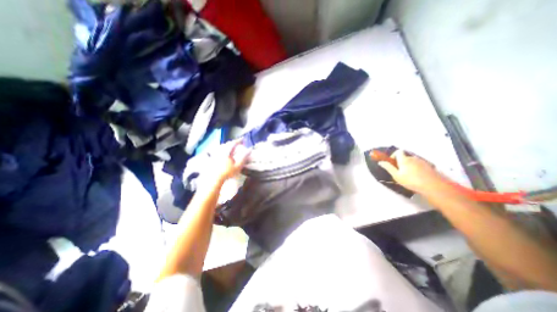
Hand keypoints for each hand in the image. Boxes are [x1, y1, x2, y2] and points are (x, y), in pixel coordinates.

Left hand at [204, 140, 249, 186]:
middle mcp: (220, 152)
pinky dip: (221, 150)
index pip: (233, 144)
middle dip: (232, 142)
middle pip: (226, 144)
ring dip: (227, 145)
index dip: (238, 141)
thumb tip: (250, 150)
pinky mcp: (212, 159)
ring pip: (221, 147)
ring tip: (230, 146)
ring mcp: (215, 155)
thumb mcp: (238, 166)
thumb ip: (244, 157)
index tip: (243, 139)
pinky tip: (222, 152)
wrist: (215, 179)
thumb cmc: (228, 172)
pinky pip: (217, 151)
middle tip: (237, 142)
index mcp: (227, 152)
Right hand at [376, 148, 446, 194]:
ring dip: (408, 165)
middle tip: (399, 171)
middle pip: (405, 157)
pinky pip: (419, 164)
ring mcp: (422, 162)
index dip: (394, 155)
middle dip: (401, 162)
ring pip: (412, 161)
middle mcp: (413, 158)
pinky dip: (416, 168)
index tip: (393, 163)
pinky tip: (417, 176)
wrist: (433, 186)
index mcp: (404, 160)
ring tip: (408, 175)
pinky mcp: (428, 166)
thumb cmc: (411, 181)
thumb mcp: (396, 176)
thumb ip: (388, 168)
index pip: (398, 151)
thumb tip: (380, 162)